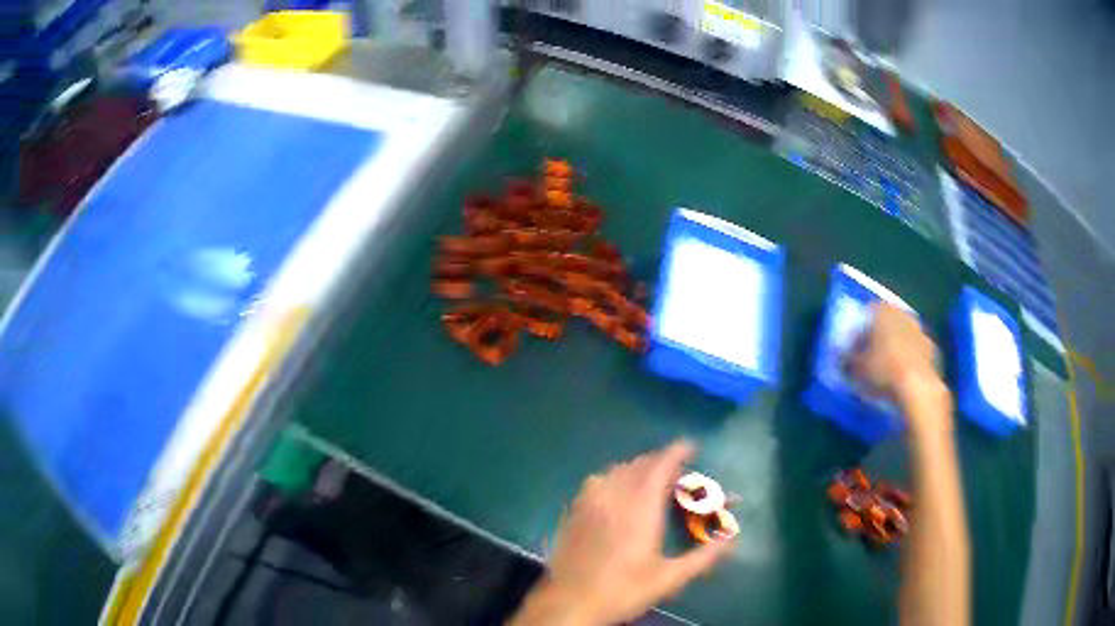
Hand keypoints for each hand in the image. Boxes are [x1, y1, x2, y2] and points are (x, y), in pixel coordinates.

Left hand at [512, 441, 734, 624]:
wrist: (569, 604)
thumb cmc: (623, 591)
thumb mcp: (669, 578)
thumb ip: (703, 557)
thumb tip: (732, 541)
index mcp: (640, 509)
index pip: (660, 467)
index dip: (676, 451)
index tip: (691, 444)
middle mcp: (613, 497)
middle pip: (638, 465)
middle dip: (659, 461)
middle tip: (677, 470)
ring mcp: (588, 503)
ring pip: (615, 471)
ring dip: (636, 468)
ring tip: (650, 478)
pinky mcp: (572, 512)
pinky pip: (595, 483)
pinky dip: (613, 478)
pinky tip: (616, 494)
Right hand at [851, 303, 950, 435]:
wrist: (918, 389)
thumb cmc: (883, 371)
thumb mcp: (856, 368)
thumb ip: (848, 359)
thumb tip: (845, 358)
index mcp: (883, 310)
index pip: (867, 313)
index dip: (860, 331)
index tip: (854, 348)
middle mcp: (903, 314)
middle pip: (888, 324)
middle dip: (879, 339)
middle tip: (870, 359)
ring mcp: (921, 331)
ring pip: (903, 338)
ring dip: (896, 350)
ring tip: (886, 372)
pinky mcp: (933, 350)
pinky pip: (915, 353)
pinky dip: (909, 362)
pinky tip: (902, 380)